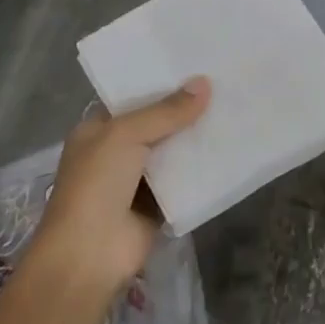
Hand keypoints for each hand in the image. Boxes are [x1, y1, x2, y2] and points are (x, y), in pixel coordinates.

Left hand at [26, 78, 210, 297]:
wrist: (89, 255)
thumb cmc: (96, 185)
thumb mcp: (126, 136)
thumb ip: (166, 111)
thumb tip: (204, 83)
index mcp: (97, 131)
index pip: (134, 99)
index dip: (163, 84)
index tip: (198, 68)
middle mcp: (116, 152)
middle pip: (158, 124)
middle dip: (186, 110)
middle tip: (226, 85)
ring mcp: (137, 180)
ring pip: (174, 151)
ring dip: (198, 138)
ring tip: (235, 110)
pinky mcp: (158, 205)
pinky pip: (185, 180)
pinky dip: (203, 169)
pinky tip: (231, 149)